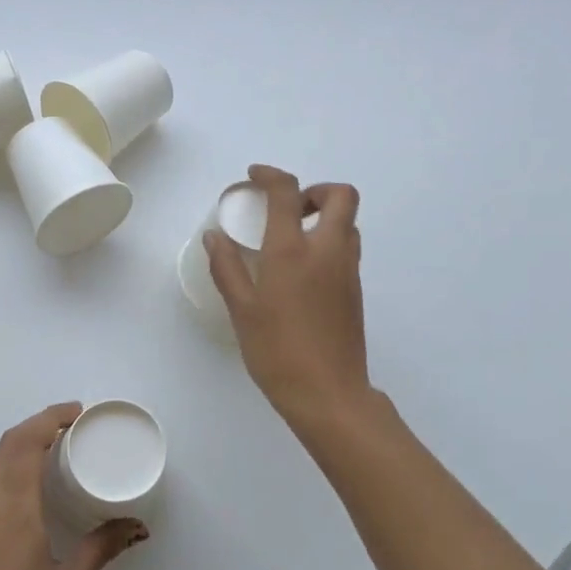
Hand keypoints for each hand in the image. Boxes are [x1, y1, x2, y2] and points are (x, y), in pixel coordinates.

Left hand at [0, 403, 148, 569]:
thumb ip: (102, 547)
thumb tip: (137, 525)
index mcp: (14, 511)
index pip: (24, 444)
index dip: (48, 419)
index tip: (76, 414)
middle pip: (7, 445)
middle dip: (37, 425)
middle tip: (71, 427)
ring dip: (17, 444)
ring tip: (49, 448)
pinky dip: (0, 466)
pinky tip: (17, 482)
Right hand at [205, 165, 372, 426]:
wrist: (328, 394)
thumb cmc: (277, 351)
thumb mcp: (241, 309)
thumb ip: (227, 268)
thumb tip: (214, 237)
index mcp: (292, 251)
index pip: (288, 192)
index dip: (271, 175)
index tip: (255, 176)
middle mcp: (327, 251)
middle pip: (341, 196)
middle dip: (316, 190)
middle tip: (289, 209)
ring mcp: (347, 271)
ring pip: (348, 223)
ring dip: (325, 217)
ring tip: (292, 239)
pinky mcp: (355, 292)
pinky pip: (347, 250)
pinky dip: (328, 243)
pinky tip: (302, 273)